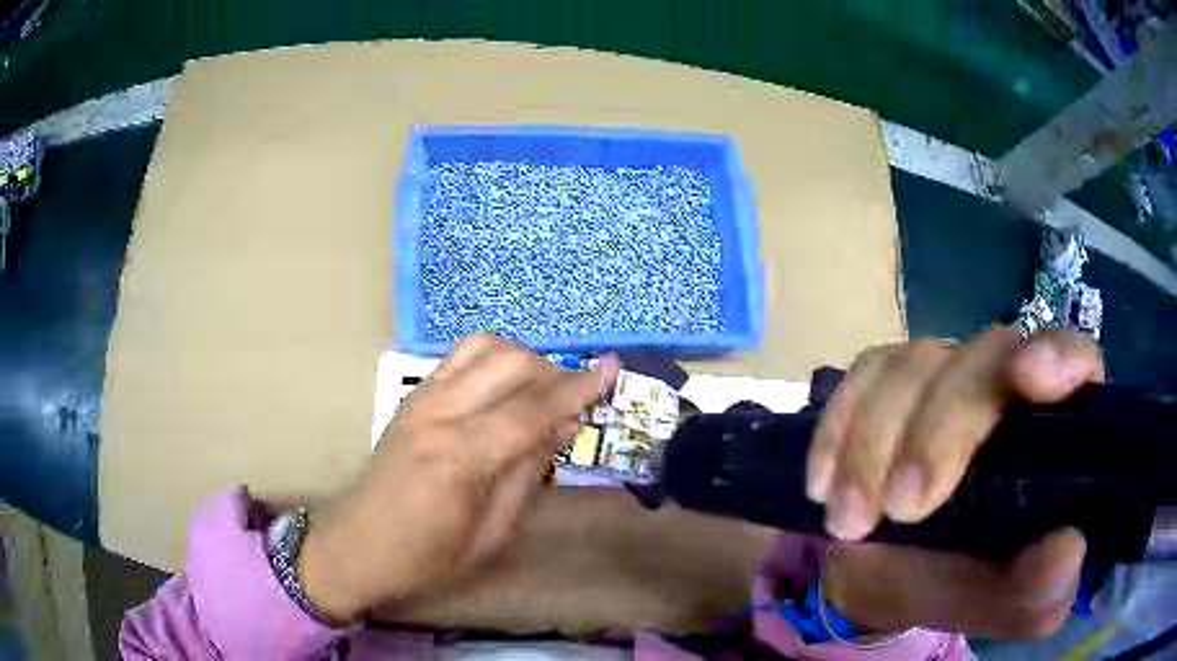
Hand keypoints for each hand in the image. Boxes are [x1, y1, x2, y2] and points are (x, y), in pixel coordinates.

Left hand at [296, 335, 618, 622]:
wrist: (357, 546)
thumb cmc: (426, 558)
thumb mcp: (491, 536)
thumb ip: (526, 476)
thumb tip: (559, 428)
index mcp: (461, 458)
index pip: (532, 410)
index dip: (578, 388)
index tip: (613, 369)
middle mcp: (440, 415)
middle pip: (511, 365)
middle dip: (553, 373)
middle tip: (573, 403)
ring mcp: (421, 399)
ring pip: (483, 348)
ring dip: (523, 359)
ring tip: (540, 391)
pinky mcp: (410, 397)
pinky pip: (458, 358)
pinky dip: (491, 360)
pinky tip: (502, 387)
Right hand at [806, 329, 1102, 638]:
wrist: (892, 581)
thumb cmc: (968, 587)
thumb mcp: (1012, 606)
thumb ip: (1042, 588)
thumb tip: (1067, 546)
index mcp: (1054, 428)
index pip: (1074, 359)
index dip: (1057, 356)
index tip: (1028, 378)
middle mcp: (1007, 385)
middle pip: (984, 357)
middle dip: (940, 429)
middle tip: (901, 508)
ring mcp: (947, 376)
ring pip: (916, 361)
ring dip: (874, 441)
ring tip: (848, 521)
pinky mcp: (891, 385)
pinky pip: (864, 374)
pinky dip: (839, 426)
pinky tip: (822, 483)